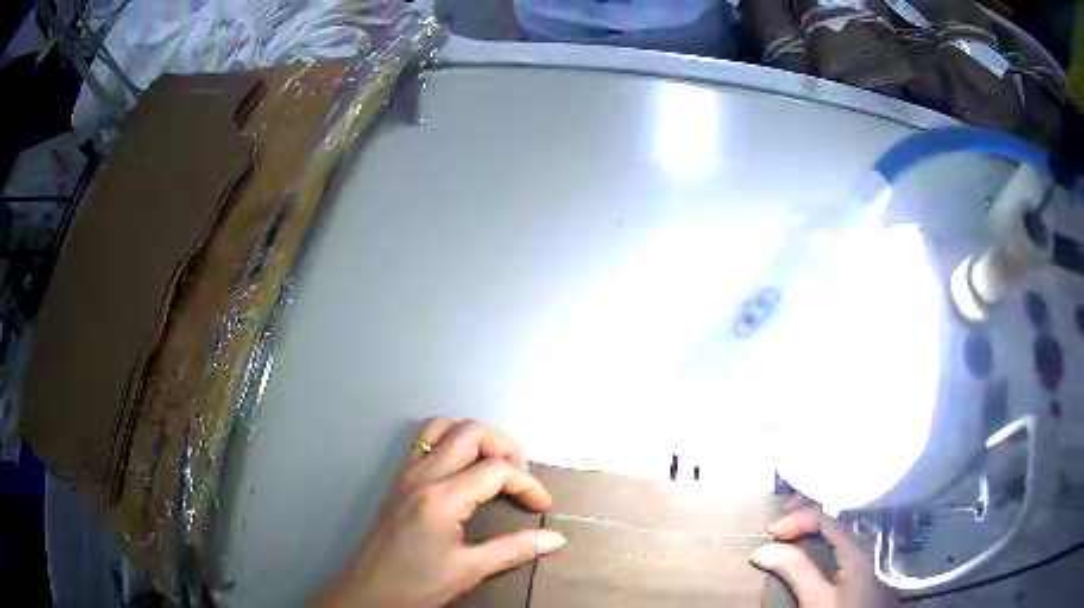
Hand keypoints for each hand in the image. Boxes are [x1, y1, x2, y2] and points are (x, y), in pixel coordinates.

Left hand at [311, 418, 565, 607]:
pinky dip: (451, 442)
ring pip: (443, 427)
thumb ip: (514, 549)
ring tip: (493, 468)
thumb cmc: (418, 584)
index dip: (528, 484)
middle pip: (471, 432)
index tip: (542, 507)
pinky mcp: (398, 479)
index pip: (497, 470)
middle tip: (520, 479)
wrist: (368, 592)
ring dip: (475, 438)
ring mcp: (406, 472)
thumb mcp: (470, 570)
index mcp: (442, 498)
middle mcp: (423, 474)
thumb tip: (557, 539)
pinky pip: (425, 441)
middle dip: (505, 447)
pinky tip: (463, 472)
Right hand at [749, 500, 898, 607]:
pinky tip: (819, 540)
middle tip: (784, 512)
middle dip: (809, 511)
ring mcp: (870, 553)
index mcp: (858, 547)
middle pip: (839, 515)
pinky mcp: (868, 566)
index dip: (798, 518)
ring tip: (797, 523)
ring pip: (844, 525)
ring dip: (818, 521)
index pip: (827, 517)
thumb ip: (797, 572)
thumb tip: (764, 549)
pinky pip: (847, 537)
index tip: (772, 531)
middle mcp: (868, 543)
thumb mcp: (817, 600)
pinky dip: (828, 533)